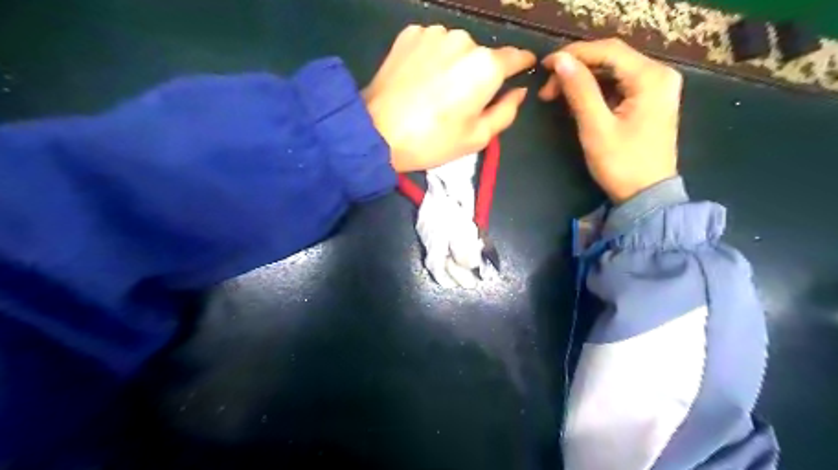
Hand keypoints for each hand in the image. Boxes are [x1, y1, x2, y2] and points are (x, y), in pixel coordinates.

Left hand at [364, 25, 531, 171]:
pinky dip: (431, 58)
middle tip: (460, 100)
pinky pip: (431, 44)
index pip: (515, 57)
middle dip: (477, 74)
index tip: (521, 70)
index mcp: (486, 66)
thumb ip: (506, 111)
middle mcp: (464, 40)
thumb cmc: (433, 140)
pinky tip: (419, 79)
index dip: (520, 64)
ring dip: (453, 64)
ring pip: (455, 48)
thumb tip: (519, 90)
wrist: (377, 132)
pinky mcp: (409, 34)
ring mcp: (434, 33)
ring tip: (435, 90)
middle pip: (481, 55)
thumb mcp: (478, 137)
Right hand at [537, 37, 678, 201]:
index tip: (545, 65)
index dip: (574, 53)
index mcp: (651, 77)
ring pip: (613, 70)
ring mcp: (656, 87)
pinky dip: (594, 89)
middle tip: (547, 88)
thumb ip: (579, 91)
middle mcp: (659, 74)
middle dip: (576, 68)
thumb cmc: (621, 164)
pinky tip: (576, 100)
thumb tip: (560, 61)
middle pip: (611, 57)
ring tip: (556, 95)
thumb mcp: (596, 127)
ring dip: (583, 79)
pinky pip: (618, 84)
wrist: (646, 195)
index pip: (608, 50)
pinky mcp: (649, 100)